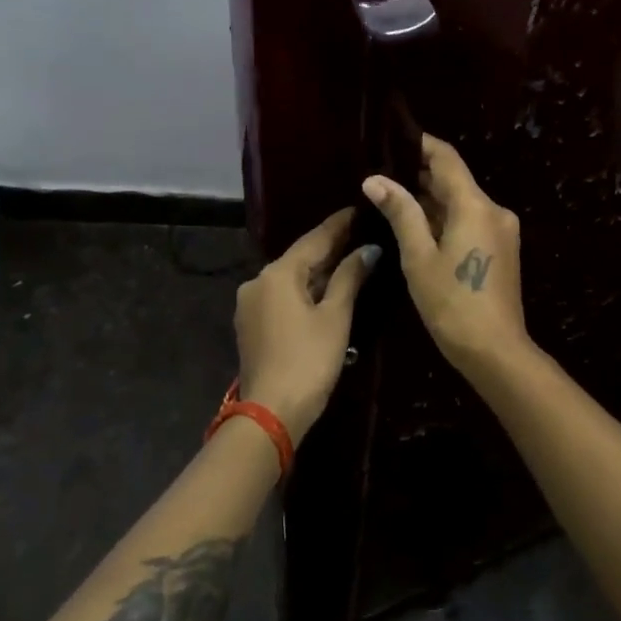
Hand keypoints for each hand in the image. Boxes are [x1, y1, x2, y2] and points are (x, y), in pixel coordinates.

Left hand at [233, 207, 380, 442]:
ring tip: (349, 259)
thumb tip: (369, 249)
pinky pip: (282, 296)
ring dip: (318, 271)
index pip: (314, 239)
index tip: (359, 208)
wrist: (270, 412)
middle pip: (300, 257)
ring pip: (290, 278)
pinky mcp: (251, 324)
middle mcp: (258, 281)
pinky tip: (325, 290)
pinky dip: (304, 290)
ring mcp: (250, 304)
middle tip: (361, 233)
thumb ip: (350, 277)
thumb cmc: (309, 360)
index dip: (339, 224)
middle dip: (330, 248)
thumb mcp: (335, 316)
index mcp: (277, 273)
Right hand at [361, 134, 528, 376]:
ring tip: (392, 198)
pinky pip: (470, 221)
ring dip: (431, 199)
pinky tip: (418, 227)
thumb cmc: (452, 303)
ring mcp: (501, 230)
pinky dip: (445, 219)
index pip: (446, 158)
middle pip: (455, 180)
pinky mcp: (501, 249)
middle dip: (420, 174)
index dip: (420, 145)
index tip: (392, 139)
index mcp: (475, 205)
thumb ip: (401, 213)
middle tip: (382, 174)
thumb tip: (375, 179)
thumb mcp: (419, 257)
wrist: (495, 350)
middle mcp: (494, 209)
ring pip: (462, 202)